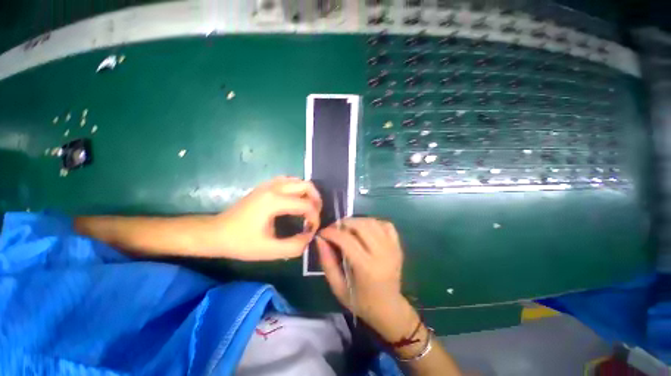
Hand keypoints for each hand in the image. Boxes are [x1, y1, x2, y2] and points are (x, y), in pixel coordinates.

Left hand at [214, 177, 321, 260]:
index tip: (311, 230)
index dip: (315, 218)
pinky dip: (297, 189)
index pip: (307, 205)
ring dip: (308, 193)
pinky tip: (295, 201)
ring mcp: (269, 184)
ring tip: (307, 208)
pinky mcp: (265, 185)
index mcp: (274, 201)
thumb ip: (294, 246)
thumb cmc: (241, 242)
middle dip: (316, 201)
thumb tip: (309, 236)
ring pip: (298, 181)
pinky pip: (288, 180)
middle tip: (314, 216)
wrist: (216, 233)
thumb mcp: (269, 251)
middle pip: (307, 186)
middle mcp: (274, 187)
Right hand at [317, 218, 418, 340]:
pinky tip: (366, 231)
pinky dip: (374, 223)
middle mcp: (382, 254)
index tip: (322, 233)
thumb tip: (320, 239)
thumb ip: (327, 262)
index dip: (331, 232)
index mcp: (366, 268)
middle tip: (335, 229)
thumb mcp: (338, 287)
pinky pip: (386, 225)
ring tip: (348, 229)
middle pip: (361, 226)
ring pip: (373, 222)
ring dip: (357, 221)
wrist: (389, 309)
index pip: (346, 240)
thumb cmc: (361, 301)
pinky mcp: (398, 246)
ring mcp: (393, 248)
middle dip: (344, 223)